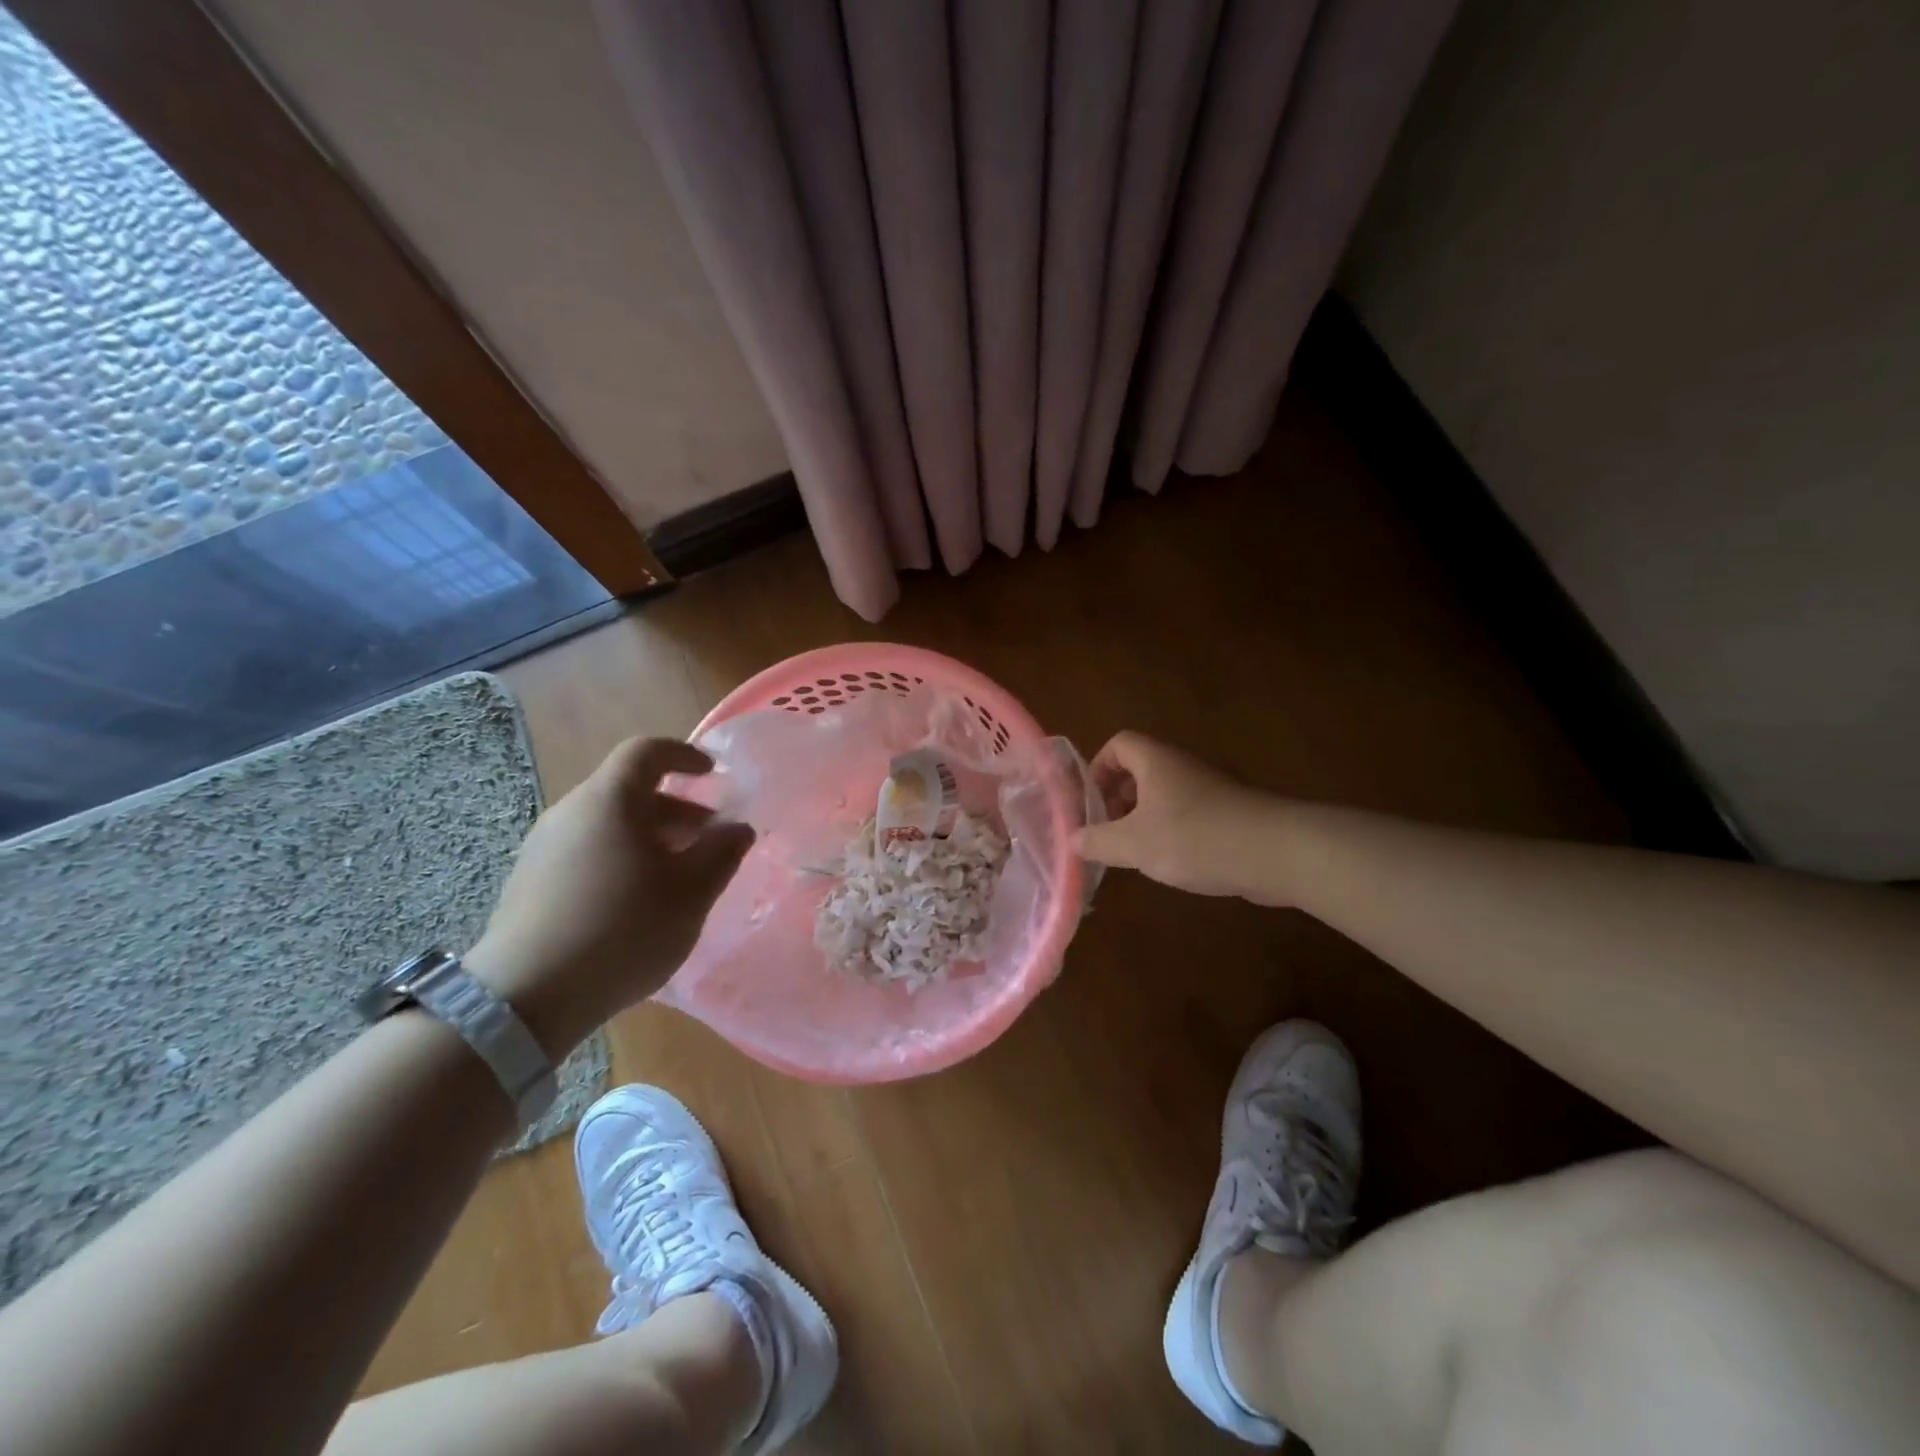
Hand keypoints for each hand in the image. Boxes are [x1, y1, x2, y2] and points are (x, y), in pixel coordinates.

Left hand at [465, 737, 754, 1053]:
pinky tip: (637, 902)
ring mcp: (542, 849)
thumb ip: (722, 852)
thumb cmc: (623, 929)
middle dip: (676, 809)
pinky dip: (621, 859)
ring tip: (678, 876)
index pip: (646, 752)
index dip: (683, 755)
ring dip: (650, 838)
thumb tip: (737, 827)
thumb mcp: (691, 892)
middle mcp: (570, 813)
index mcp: (609, 801)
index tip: (713, 773)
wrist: (527, 997)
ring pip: (608, 825)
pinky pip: (586, 852)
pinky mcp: (529, 884)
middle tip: (709, 840)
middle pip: (628, 791)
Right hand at [1074, 732, 1261, 898]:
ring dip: (1143, 819)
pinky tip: (1171, 863)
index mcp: (1155, 762)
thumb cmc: (1193, 838)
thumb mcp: (1133, 843)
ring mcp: (1208, 790)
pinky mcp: (1228, 814)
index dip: (1099, 767)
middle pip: (1140, 770)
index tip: (1090, 802)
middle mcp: (1181, 767)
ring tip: (1134, 852)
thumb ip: (1097, 841)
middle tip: (1107, 831)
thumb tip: (1072, 840)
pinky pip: (1188, 815)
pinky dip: (1171, 833)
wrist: (1274, 853)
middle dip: (1117, 799)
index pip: (1119, 744)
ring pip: (1164, 795)